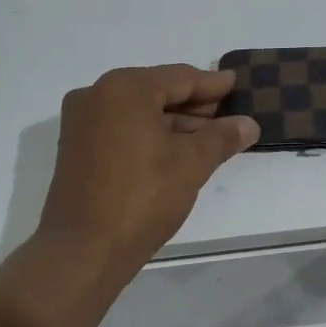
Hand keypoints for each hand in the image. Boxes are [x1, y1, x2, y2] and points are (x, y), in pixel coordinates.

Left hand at [37, 65, 258, 270]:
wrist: (84, 249)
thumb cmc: (142, 197)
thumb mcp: (191, 164)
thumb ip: (221, 137)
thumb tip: (248, 124)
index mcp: (124, 89)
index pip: (179, 77)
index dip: (212, 84)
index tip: (236, 84)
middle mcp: (97, 95)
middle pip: (156, 90)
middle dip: (193, 104)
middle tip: (228, 114)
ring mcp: (82, 122)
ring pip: (138, 111)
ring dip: (173, 122)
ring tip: (209, 136)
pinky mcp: (77, 148)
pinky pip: (122, 128)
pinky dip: (150, 134)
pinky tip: (176, 150)